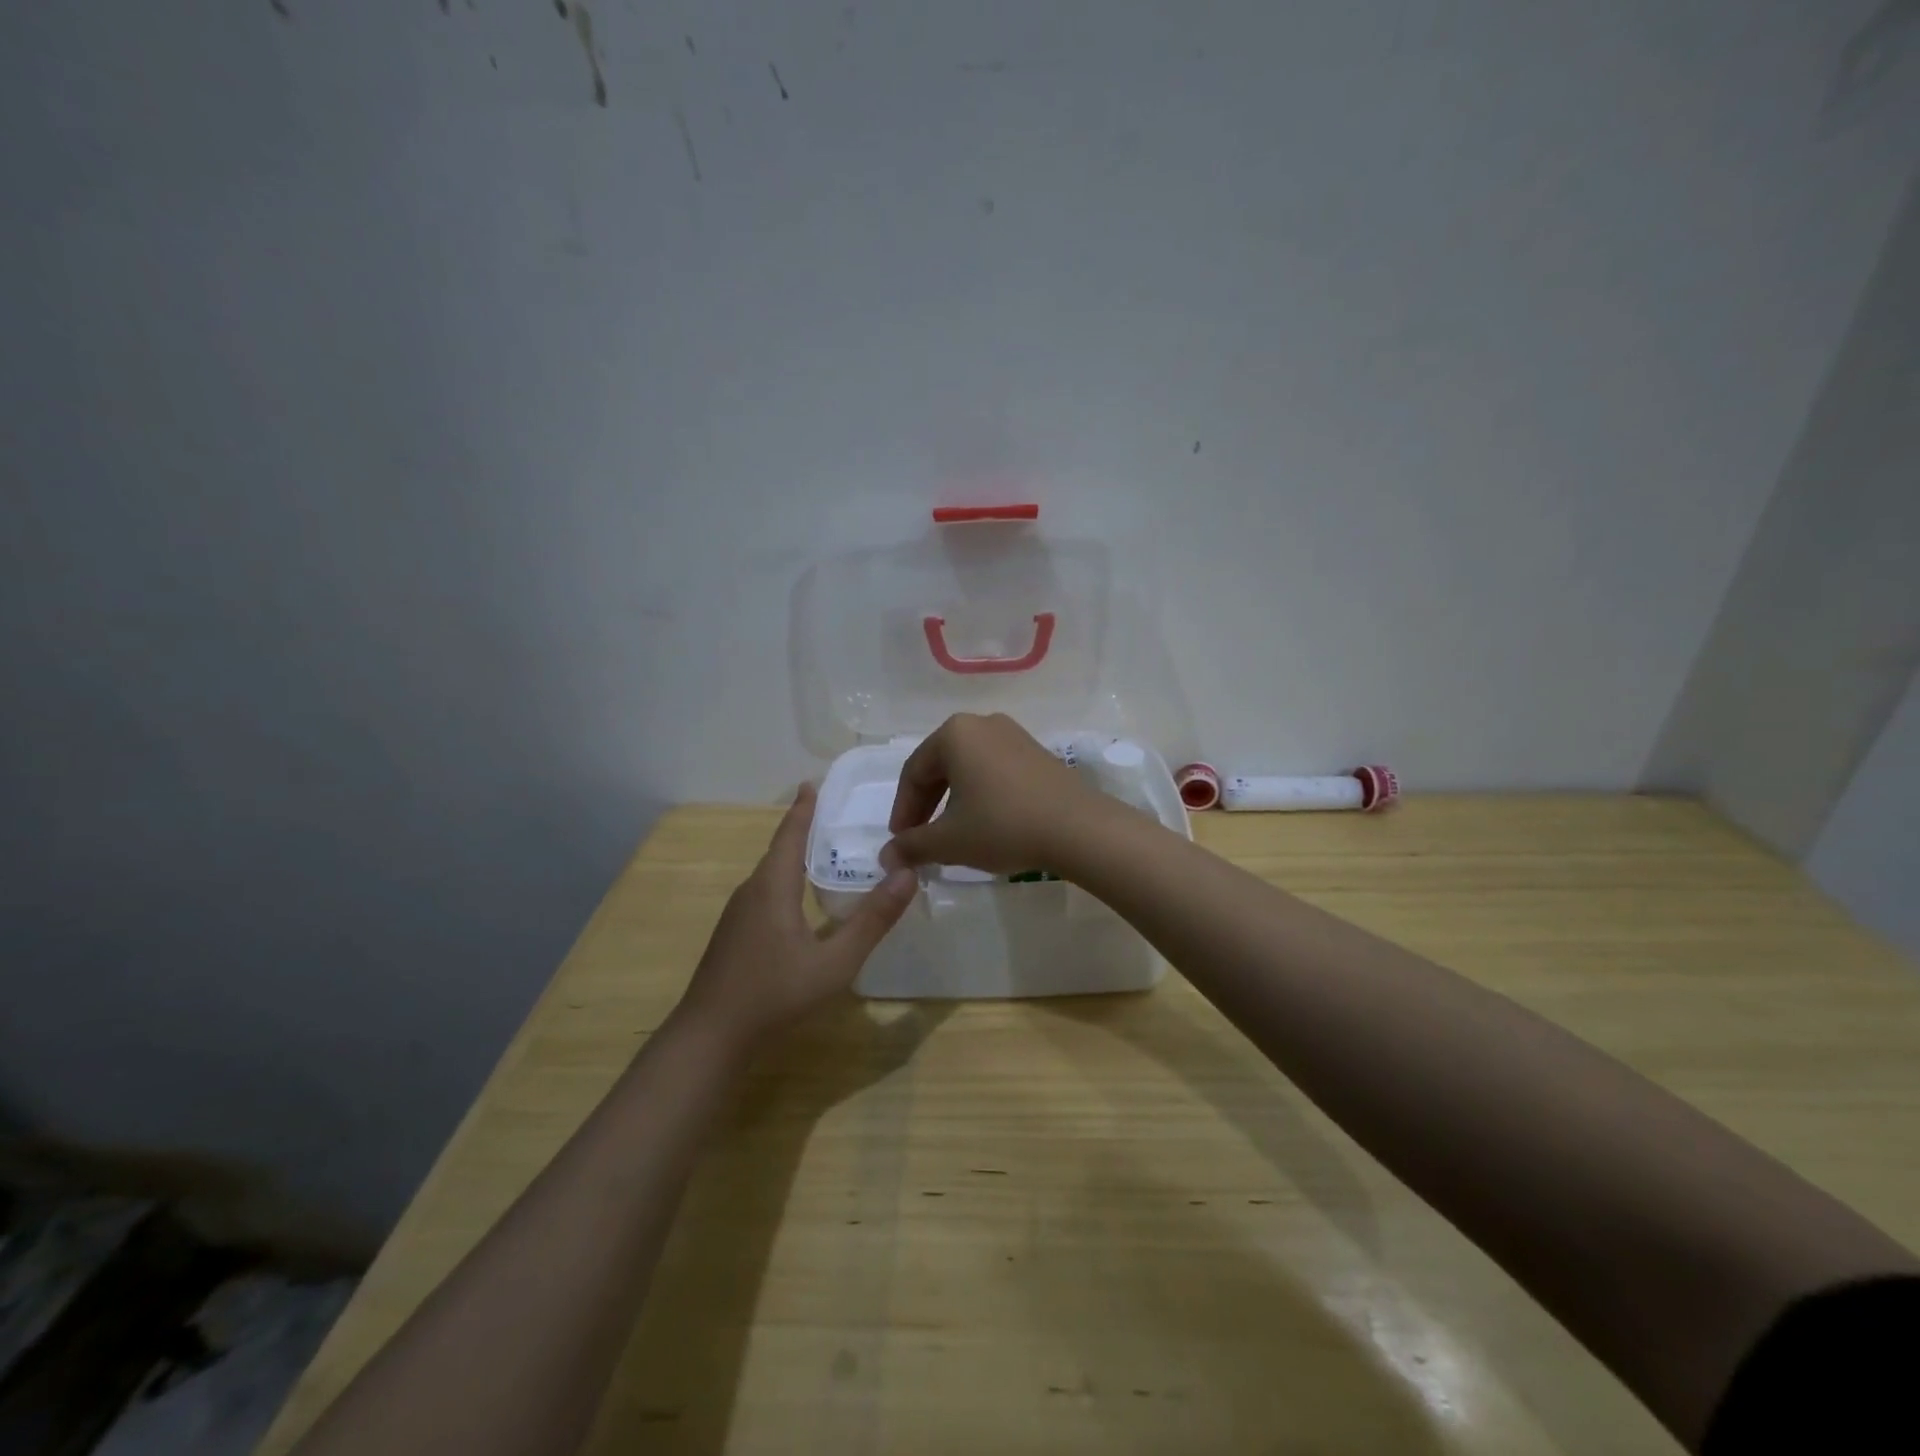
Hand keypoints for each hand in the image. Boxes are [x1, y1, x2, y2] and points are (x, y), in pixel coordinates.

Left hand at [678, 784, 916, 1051]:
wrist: (709, 1038)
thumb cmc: (774, 994)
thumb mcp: (835, 962)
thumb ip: (873, 920)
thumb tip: (908, 874)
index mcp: (772, 886)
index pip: (790, 834)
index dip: (803, 809)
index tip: (812, 782)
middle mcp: (751, 892)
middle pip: (779, 850)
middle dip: (803, 830)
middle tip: (834, 815)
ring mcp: (737, 916)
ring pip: (770, 875)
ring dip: (794, 857)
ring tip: (823, 852)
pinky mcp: (733, 936)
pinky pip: (764, 894)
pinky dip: (785, 882)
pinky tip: (799, 901)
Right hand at [880, 713, 1112, 875]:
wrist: (1078, 828)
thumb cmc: (1003, 826)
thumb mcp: (949, 841)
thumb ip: (912, 846)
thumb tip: (886, 857)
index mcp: (954, 733)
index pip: (913, 773)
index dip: (902, 810)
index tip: (900, 842)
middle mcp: (982, 723)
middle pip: (940, 766)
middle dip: (926, 805)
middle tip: (920, 840)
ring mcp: (1014, 735)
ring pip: (968, 769)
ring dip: (953, 802)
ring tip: (952, 835)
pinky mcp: (1037, 753)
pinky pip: (995, 771)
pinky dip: (981, 795)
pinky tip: (986, 824)